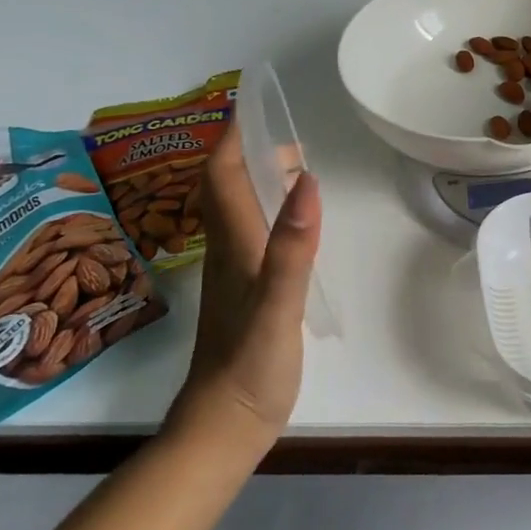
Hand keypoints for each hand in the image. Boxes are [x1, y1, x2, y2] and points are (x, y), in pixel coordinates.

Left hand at [168, 118, 320, 448]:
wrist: (224, 426)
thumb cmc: (250, 366)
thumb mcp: (278, 306)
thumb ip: (292, 247)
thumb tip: (307, 180)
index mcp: (235, 245)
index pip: (223, 177)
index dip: (232, 138)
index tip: (248, 103)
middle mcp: (229, 251)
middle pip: (228, 188)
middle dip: (248, 151)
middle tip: (283, 132)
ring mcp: (235, 273)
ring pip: (239, 211)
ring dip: (257, 179)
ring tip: (292, 165)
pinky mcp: (246, 293)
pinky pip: (252, 235)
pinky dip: (268, 212)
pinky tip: (290, 223)